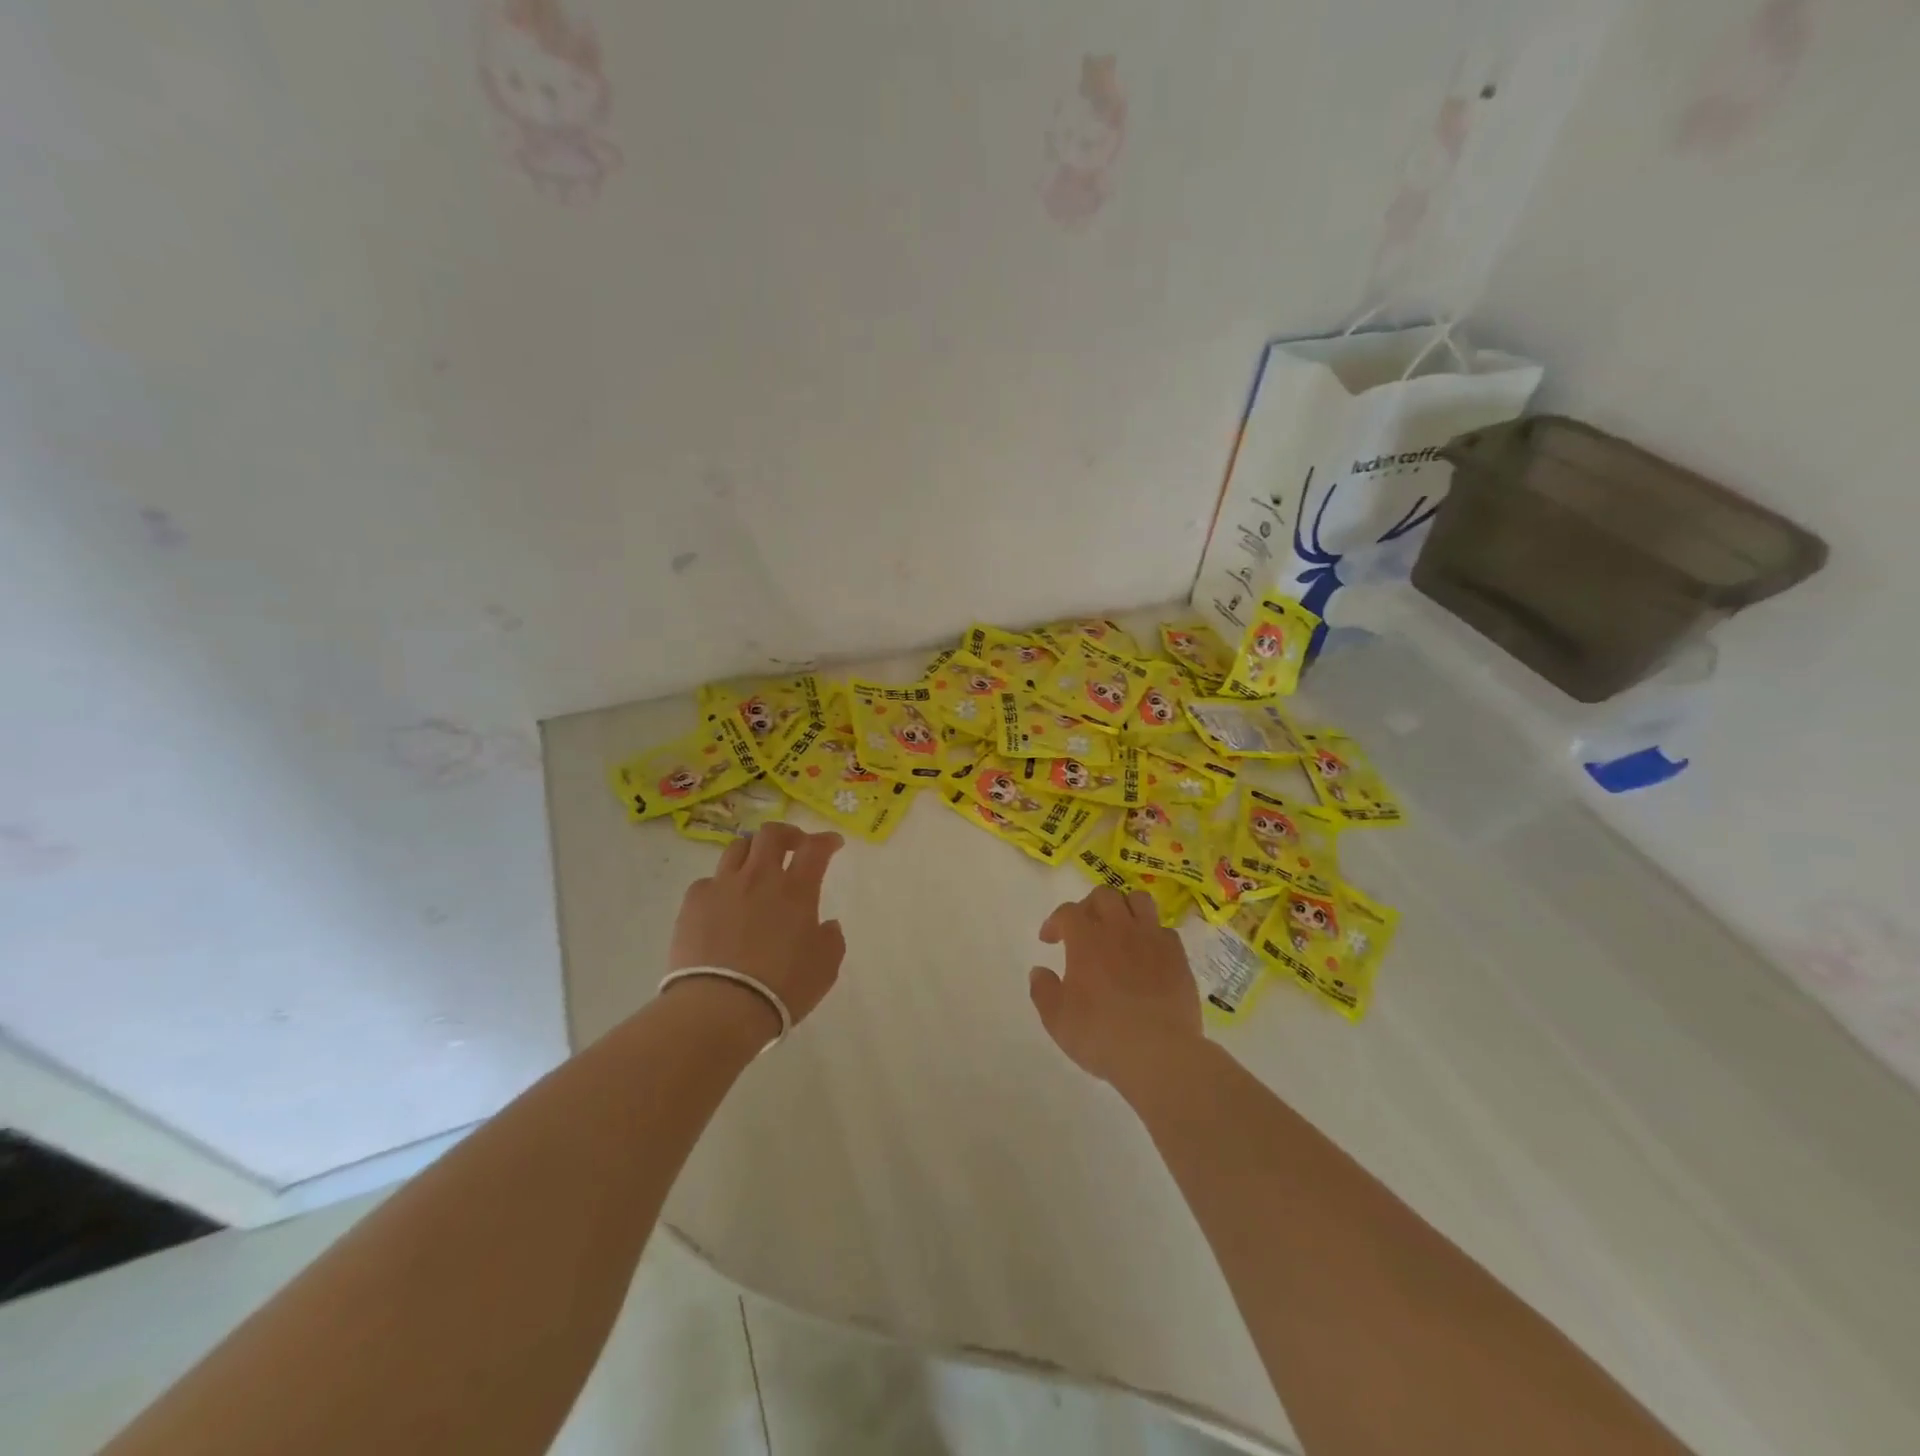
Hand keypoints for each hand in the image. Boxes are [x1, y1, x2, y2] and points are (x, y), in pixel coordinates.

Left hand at [668, 823, 846, 1032]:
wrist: (720, 1007)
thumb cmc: (782, 987)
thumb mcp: (825, 967)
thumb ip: (831, 939)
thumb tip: (827, 924)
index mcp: (796, 890)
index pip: (815, 849)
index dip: (826, 840)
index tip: (832, 843)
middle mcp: (759, 877)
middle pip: (771, 835)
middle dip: (787, 834)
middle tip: (793, 845)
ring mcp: (723, 886)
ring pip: (737, 848)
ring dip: (752, 851)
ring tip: (755, 867)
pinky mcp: (693, 903)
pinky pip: (709, 881)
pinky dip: (721, 885)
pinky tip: (723, 903)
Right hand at [1029, 886, 1203, 1091]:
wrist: (1158, 1053)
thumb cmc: (1100, 1034)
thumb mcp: (1056, 1019)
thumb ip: (1043, 990)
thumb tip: (1039, 971)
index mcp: (1086, 938)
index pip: (1067, 911)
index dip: (1055, 921)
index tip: (1049, 940)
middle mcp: (1119, 928)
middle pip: (1104, 895)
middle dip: (1089, 906)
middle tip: (1084, 930)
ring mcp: (1152, 939)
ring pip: (1138, 901)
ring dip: (1124, 909)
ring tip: (1118, 930)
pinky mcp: (1178, 956)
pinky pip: (1164, 930)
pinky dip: (1152, 935)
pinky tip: (1147, 955)